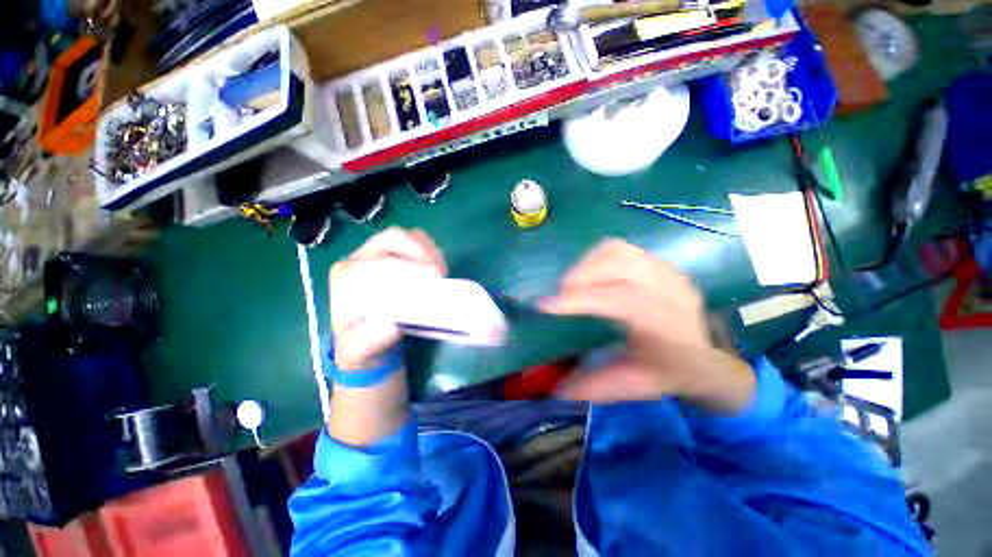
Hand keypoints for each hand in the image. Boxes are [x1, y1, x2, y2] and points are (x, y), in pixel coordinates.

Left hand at [330, 227, 446, 370]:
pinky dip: (432, 251)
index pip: (378, 259)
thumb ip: (368, 340)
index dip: (407, 266)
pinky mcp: (396, 255)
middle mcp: (361, 257)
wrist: (365, 339)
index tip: (432, 279)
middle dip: (420, 252)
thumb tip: (391, 326)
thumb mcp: (359, 349)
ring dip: (429, 251)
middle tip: (439, 275)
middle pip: (393, 238)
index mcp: (347, 275)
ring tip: (442, 272)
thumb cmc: (361, 343)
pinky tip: (439, 269)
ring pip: (407, 237)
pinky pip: (417, 242)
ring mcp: (380, 253)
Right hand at [540, 239, 754, 411]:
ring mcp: (666, 272)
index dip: (583, 299)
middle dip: (581, 276)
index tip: (546, 305)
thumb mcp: (632, 386)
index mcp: (667, 326)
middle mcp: (670, 291)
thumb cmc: (668, 374)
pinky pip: (621, 249)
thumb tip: (554, 387)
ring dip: (587, 264)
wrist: (705, 360)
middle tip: (558, 294)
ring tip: (571, 283)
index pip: (624, 301)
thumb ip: (592, 385)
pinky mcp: (658, 263)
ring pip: (618, 251)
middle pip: (621, 264)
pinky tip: (590, 275)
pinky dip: (597, 258)